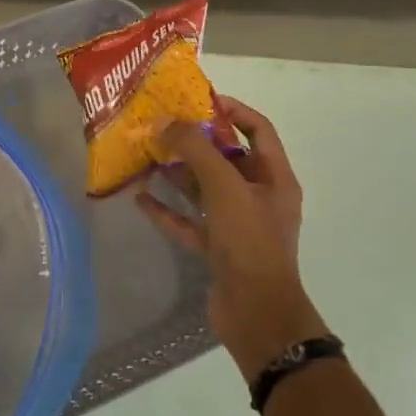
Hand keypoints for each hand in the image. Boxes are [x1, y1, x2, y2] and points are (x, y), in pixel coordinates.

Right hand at [137, 97, 328, 380]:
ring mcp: (237, 225)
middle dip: (196, 142)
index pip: (258, 130)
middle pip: (227, 159)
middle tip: (162, 126)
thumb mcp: (225, 187)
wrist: (257, 315)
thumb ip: (195, 150)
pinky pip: (190, 221)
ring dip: (178, 174)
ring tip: (147, 156)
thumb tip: (165, 121)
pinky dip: (168, 210)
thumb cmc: (249, 241)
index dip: (232, 110)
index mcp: (275, 178)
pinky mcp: (217, 249)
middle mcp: (258, 197)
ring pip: (205, 190)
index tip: (198, 101)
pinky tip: (141, 199)